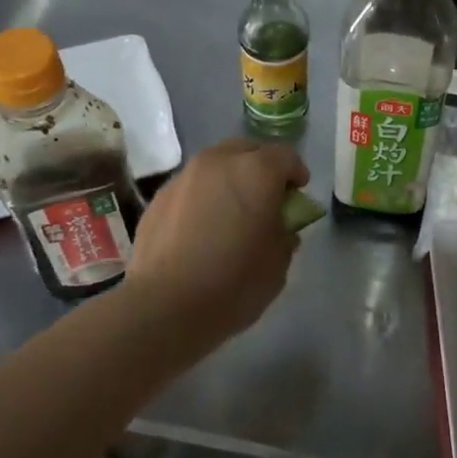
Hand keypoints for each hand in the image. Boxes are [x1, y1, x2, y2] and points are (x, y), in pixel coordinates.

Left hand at [122, 137, 309, 353]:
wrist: (164, 307)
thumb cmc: (234, 283)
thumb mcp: (279, 263)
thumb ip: (285, 234)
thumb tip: (279, 226)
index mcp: (256, 172)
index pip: (286, 157)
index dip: (296, 174)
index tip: (297, 196)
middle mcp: (219, 162)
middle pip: (248, 150)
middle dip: (261, 168)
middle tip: (265, 198)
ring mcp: (184, 177)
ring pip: (216, 165)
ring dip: (229, 180)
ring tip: (230, 212)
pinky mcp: (159, 198)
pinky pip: (191, 187)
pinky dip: (203, 197)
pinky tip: (201, 228)